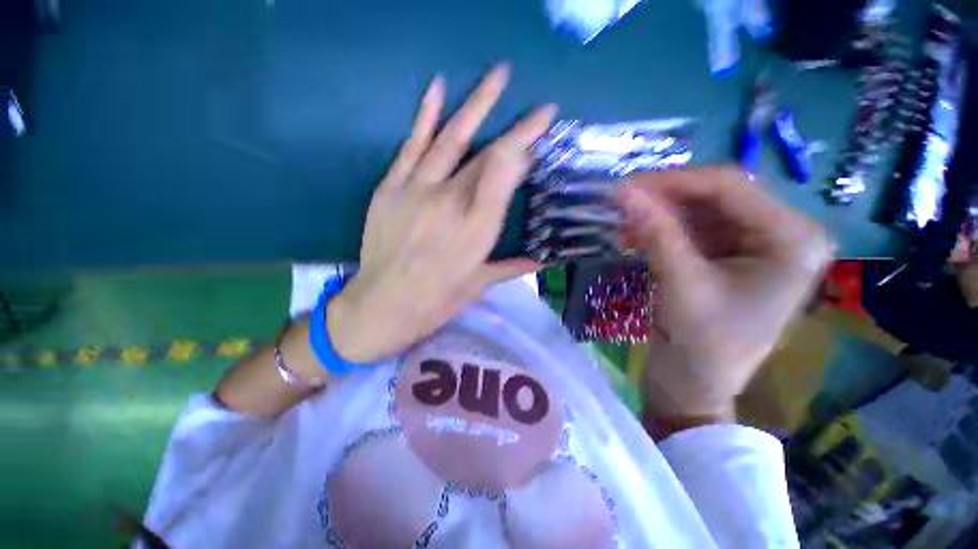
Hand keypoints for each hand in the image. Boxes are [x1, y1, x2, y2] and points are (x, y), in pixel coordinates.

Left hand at [327, 64, 557, 362]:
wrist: (380, 305)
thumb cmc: (435, 301)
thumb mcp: (478, 286)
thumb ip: (512, 267)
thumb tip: (542, 258)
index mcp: (476, 231)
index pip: (505, 177)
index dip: (525, 148)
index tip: (543, 129)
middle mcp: (450, 205)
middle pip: (487, 157)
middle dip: (517, 130)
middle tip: (540, 107)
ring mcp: (418, 191)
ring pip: (452, 140)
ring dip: (477, 105)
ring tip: (498, 75)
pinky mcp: (391, 188)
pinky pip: (411, 146)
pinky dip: (425, 115)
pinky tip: (438, 88)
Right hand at [617, 167, 833, 419]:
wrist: (695, 387)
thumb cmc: (701, 345)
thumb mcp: (680, 282)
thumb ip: (654, 231)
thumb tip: (622, 191)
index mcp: (792, 239)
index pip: (728, 186)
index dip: (672, 182)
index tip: (624, 186)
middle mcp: (781, 234)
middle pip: (715, 196)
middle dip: (664, 199)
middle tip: (620, 204)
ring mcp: (755, 244)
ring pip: (699, 211)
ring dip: (658, 216)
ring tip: (622, 225)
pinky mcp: (730, 256)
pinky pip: (693, 229)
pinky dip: (661, 230)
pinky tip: (634, 238)